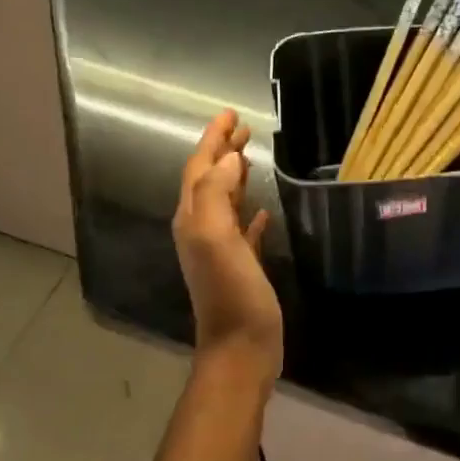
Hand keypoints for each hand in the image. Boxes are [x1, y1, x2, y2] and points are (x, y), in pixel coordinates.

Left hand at [173, 110, 282, 378]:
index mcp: (194, 219)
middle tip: (244, 127)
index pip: (200, 168)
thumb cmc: (232, 292)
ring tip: (252, 155)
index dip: (213, 139)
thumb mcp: (218, 238)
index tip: (231, 113)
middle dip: (223, 151)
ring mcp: (221, 249)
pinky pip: (244, 229)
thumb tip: (227, 158)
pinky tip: (265, 208)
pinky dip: (251, 212)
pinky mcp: (242, 266)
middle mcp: (202, 230)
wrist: (241, 347)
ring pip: (225, 201)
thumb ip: (216, 195)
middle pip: (210, 179)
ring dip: (235, 176)